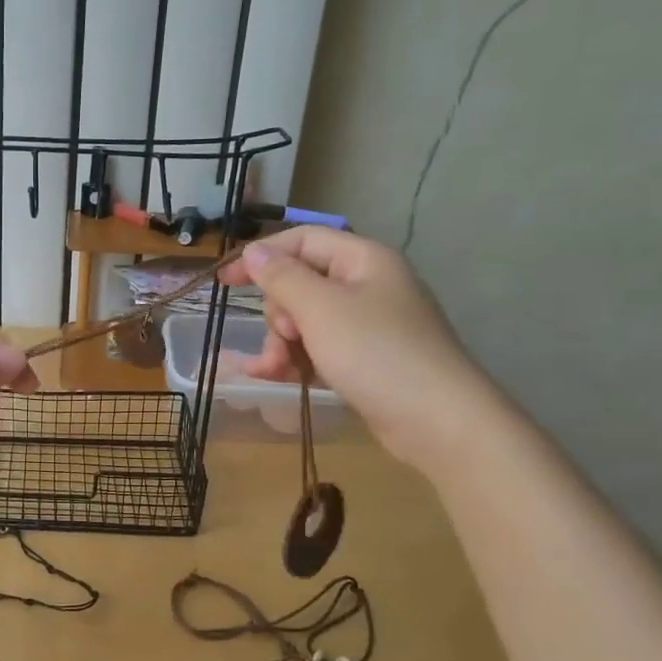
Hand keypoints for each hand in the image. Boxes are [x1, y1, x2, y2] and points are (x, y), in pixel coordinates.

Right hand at [219, 229, 497, 467]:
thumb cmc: (376, 352)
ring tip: (274, 369)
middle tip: (284, 336)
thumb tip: (255, 252)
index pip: (302, 240)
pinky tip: (274, 377)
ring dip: (281, 343)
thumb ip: (282, 277)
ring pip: (304, 320)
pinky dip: (296, 359)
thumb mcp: (320, 309)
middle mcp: (366, 285)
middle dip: (278, 312)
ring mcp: (366, 324)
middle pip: (300, 283)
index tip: (224, 282)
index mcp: (362, 259)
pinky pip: (318, 347)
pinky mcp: (364, 358)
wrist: (437, 420)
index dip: (261, 256)